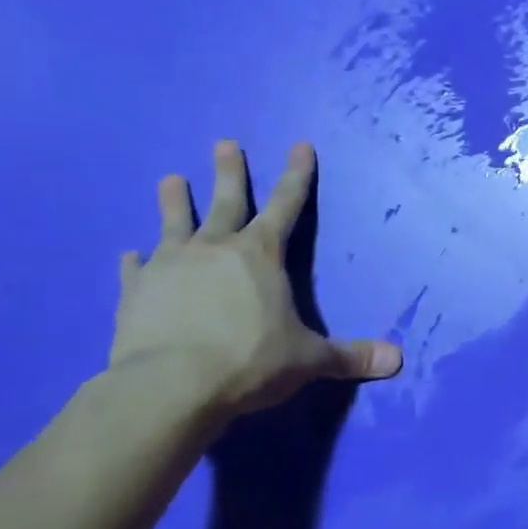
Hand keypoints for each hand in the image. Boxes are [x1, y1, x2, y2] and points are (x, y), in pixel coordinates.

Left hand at [110, 140, 401, 415]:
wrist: (170, 386)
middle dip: (230, 171)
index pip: (286, 204)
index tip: (300, 145)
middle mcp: (215, 248)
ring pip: (174, 223)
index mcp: (260, 254)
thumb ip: (349, 356)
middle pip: (226, 201)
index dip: (297, 175)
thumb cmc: (249, 361)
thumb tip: (398, 360)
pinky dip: (134, 261)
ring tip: (170, 178)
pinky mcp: (135, 291)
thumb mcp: (308, 359)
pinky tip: (129, 255)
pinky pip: (135, 269)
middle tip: (224, 143)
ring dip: (174, 200)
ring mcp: (170, 265)